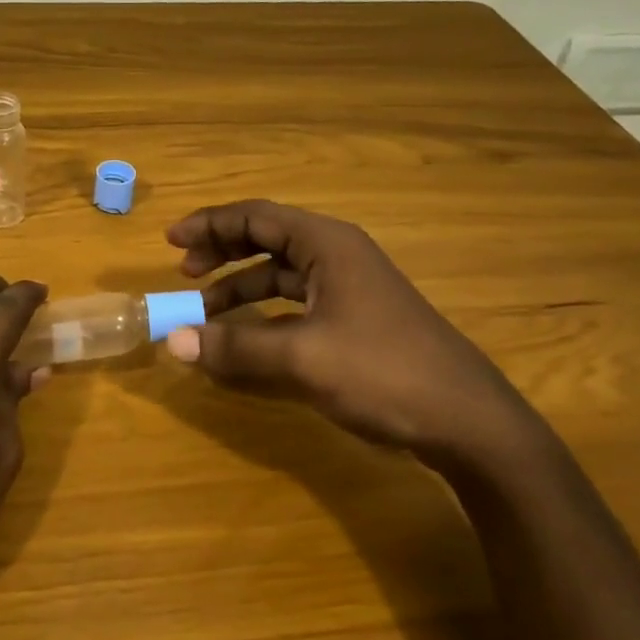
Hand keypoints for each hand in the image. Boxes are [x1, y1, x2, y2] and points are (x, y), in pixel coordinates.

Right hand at [164, 200, 549, 468]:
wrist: (469, 422)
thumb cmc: (384, 372)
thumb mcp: (301, 358)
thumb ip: (234, 347)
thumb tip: (172, 342)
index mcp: (327, 245)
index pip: (256, 217)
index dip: (210, 225)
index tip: (170, 242)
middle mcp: (338, 256)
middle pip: (267, 239)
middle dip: (222, 252)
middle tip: (182, 272)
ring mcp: (350, 289)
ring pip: (280, 274)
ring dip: (240, 287)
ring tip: (203, 309)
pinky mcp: (356, 320)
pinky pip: (296, 303)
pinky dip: (263, 314)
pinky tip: (246, 339)